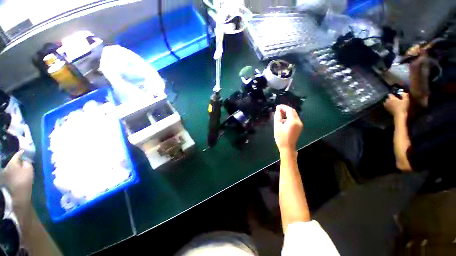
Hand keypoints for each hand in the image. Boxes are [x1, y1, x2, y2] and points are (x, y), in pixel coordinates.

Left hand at [2, 151, 33, 211]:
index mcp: (12, 162)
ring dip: (17, 166)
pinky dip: (15, 171)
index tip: (26, 152)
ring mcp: (6, 173)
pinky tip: (18, 174)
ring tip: (21, 167)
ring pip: (12, 167)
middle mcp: (7, 166)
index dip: (22, 153)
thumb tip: (25, 159)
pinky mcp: (7, 179)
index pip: (18, 154)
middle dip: (18, 160)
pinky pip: (11, 172)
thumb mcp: (29, 169)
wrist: (19, 194)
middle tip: (24, 160)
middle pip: (14, 161)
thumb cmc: (25, 179)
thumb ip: (27, 162)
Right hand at [274, 105, 302, 152]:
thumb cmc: (281, 138)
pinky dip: (289, 117)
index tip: (277, 107)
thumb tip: (278, 111)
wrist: (287, 148)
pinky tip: (283, 120)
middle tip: (278, 109)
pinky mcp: (299, 128)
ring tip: (279, 114)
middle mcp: (298, 122)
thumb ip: (277, 117)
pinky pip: (294, 119)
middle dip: (285, 109)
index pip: (289, 110)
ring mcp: (299, 125)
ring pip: (294, 115)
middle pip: (293, 112)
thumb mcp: (277, 127)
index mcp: (293, 121)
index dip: (283, 107)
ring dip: (287, 113)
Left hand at [384, 93, 409, 116]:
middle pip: (387, 98)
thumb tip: (403, 92)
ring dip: (388, 101)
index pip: (390, 94)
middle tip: (394, 99)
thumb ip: (404, 95)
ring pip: (385, 102)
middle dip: (390, 98)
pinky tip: (390, 105)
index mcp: (392, 98)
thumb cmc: (403, 107)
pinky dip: (387, 105)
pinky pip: (385, 105)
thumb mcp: (406, 100)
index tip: (395, 94)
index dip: (392, 94)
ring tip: (392, 102)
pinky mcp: (386, 109)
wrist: (399, 115)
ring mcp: (386, 105)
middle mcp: (387, 101)